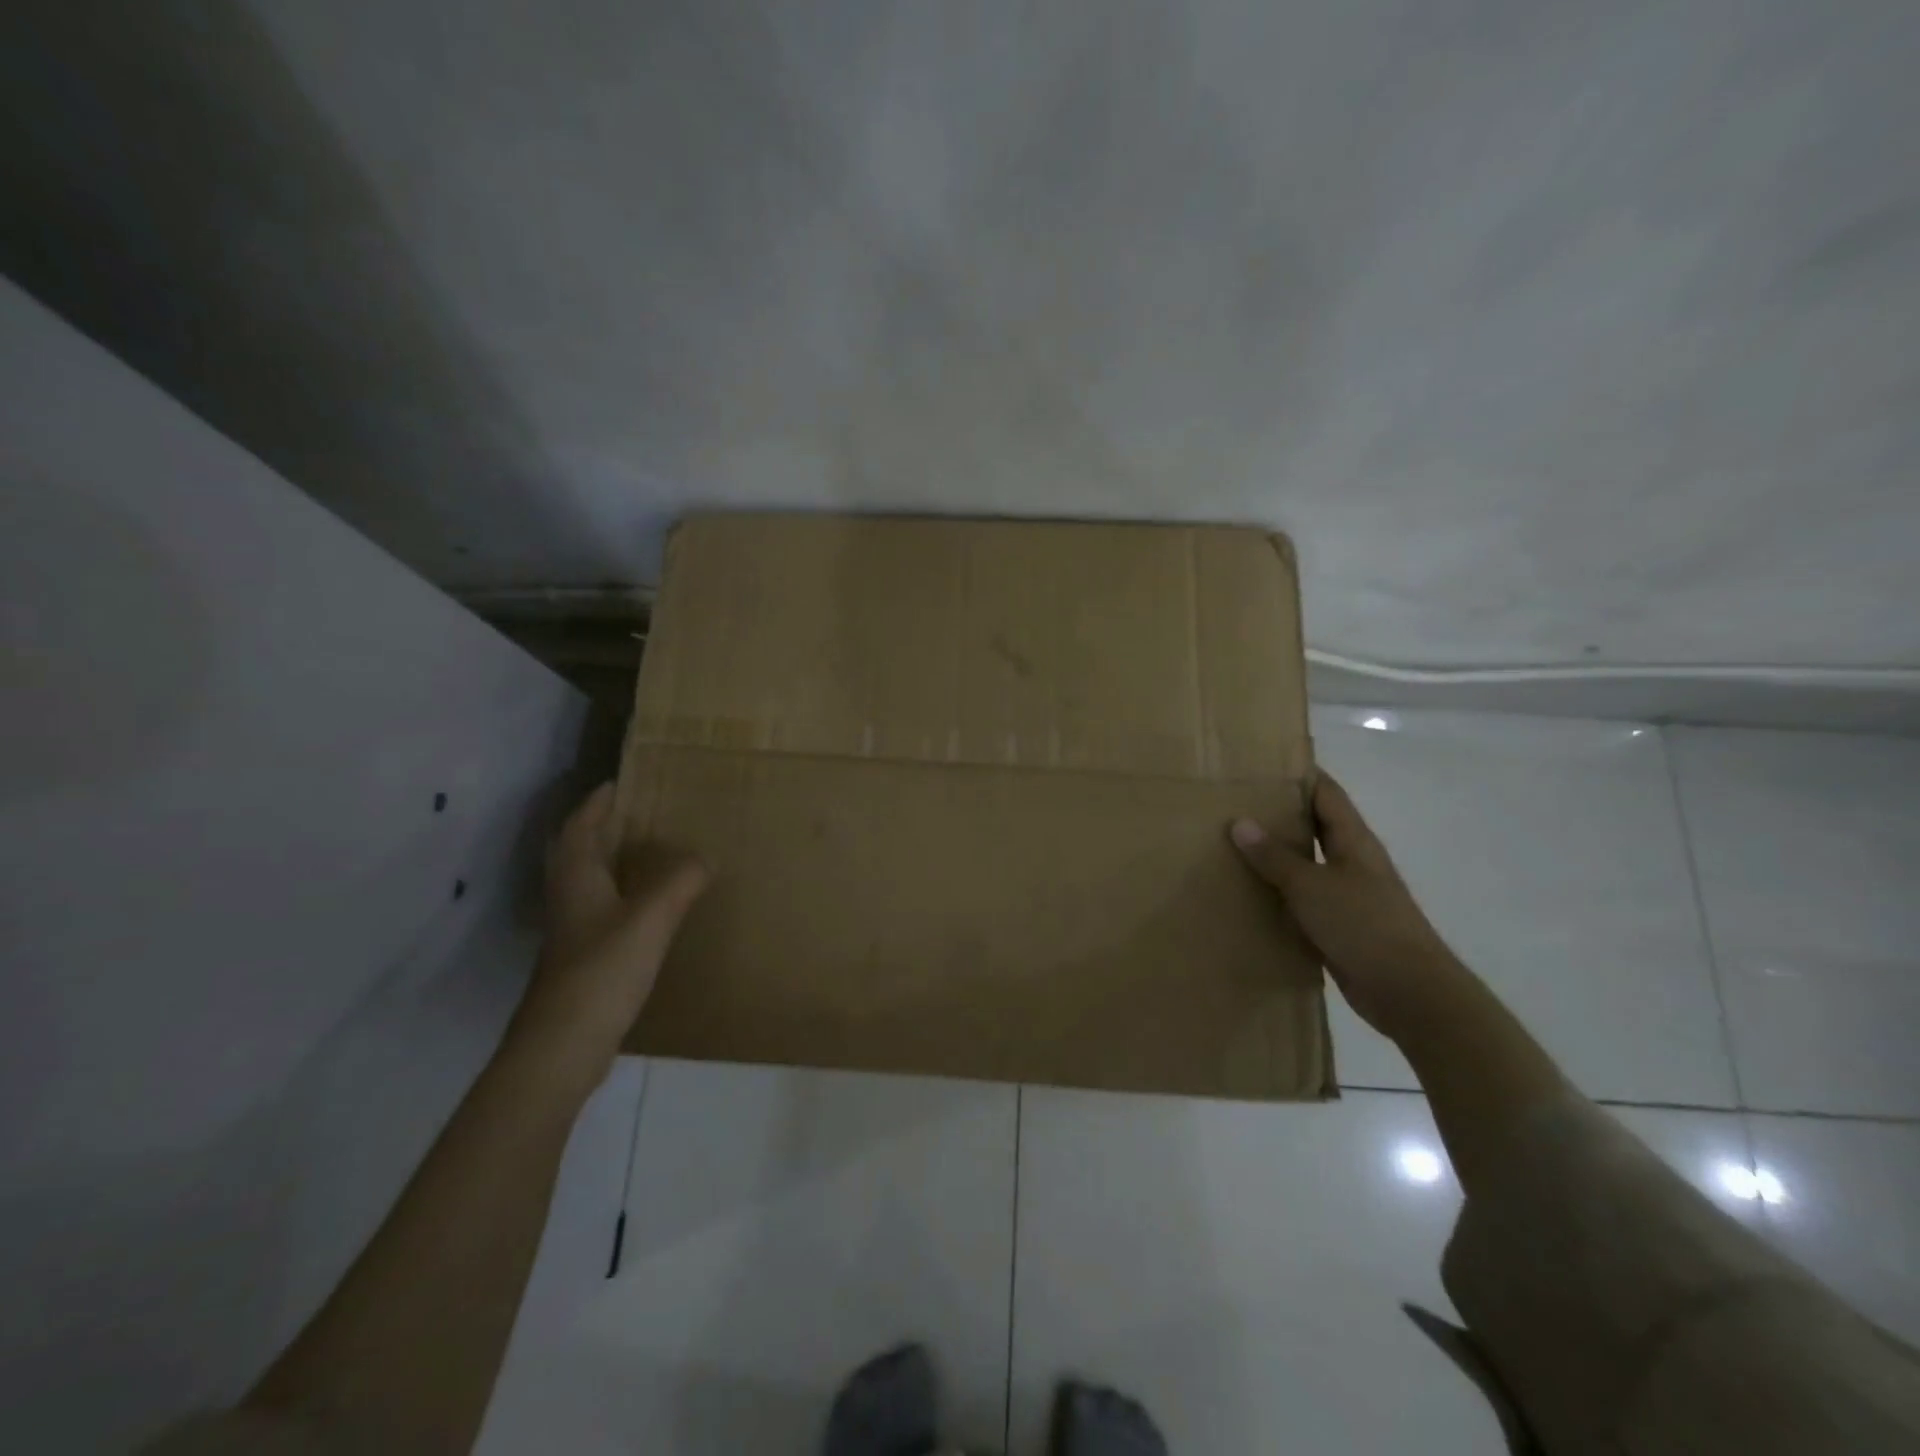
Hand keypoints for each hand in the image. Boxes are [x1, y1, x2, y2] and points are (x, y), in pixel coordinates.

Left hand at [508, 783, 708, 1086]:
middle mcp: (570, 898)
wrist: (565, 1044)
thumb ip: (680, 882)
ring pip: (591, 881)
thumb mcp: (650, 918)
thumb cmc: (602, 970)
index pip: (580, 827)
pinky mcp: (584, 958)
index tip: (619, 782)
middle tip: (642, 812)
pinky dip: (624, 894)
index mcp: (577, 878)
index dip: (596, 803)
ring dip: (613, 860)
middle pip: (580, 851)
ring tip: (652, 850)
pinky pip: (604, 909)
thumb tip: (705, 858)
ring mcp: (574, 930)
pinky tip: (651, 905)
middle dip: (604, 828)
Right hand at [1229, 773, 1465, 1040]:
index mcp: (1353, 841)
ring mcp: (1347, 894)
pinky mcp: (1339, 925)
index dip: (1299, 775)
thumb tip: (1239, 822)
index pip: (1326, 793)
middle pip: (1314, 826)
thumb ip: (1275, 856)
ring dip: (1275, 856)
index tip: (1261, 764)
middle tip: (1232, 804)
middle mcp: (1352, 861)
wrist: (1408, 991)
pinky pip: (1302, 900)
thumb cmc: (1364, 925)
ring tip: (1229, 845)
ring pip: (1306, 864)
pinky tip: (1248, 894)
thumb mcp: (1311, 886)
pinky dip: (1278, 893)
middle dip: (1278, 814)